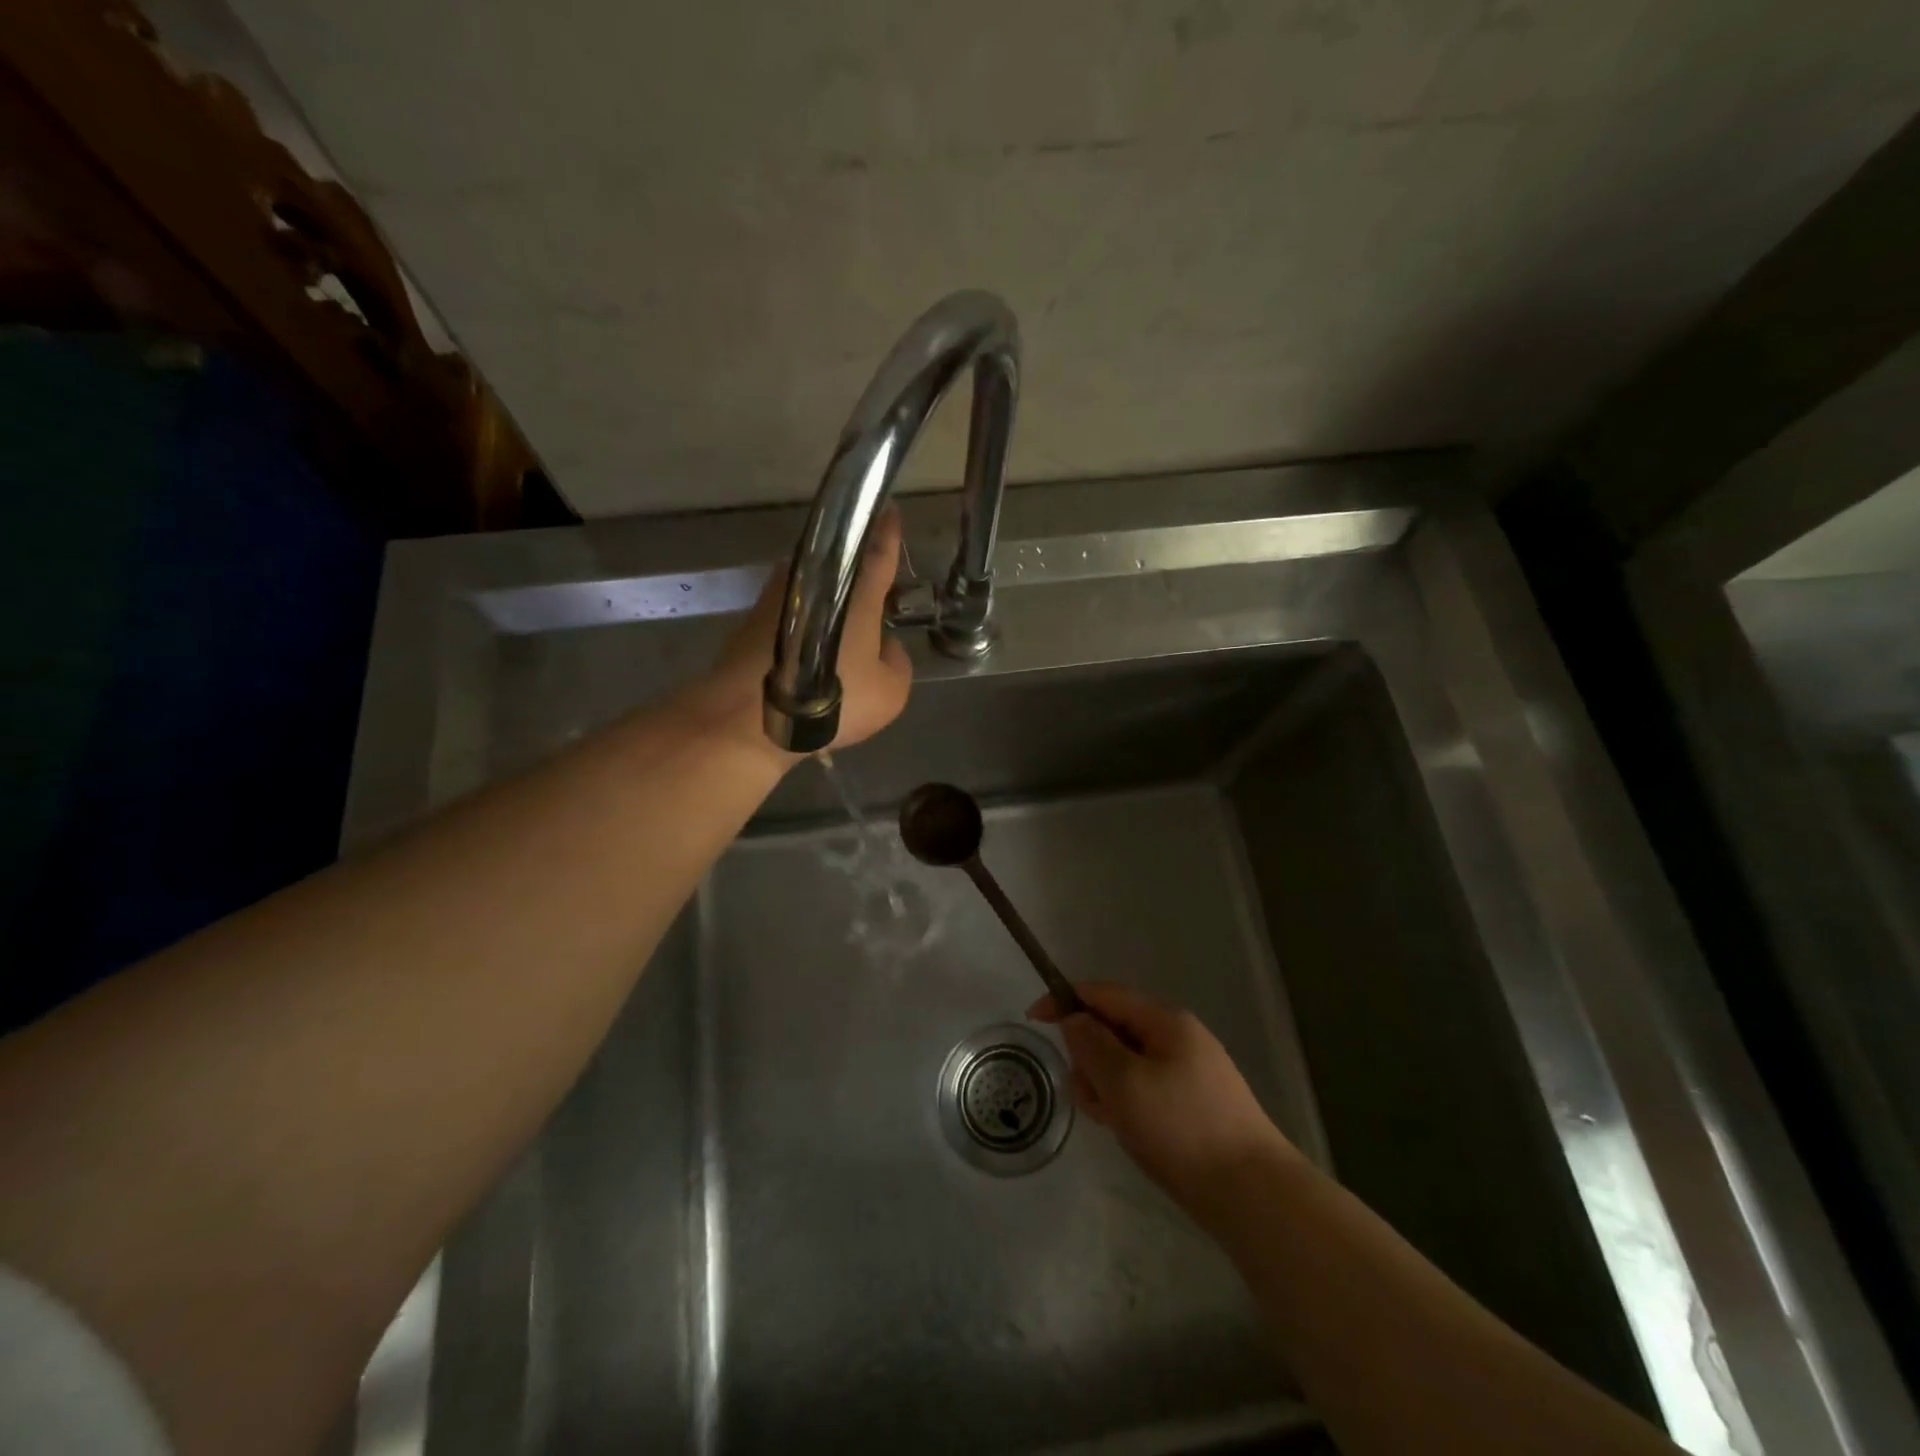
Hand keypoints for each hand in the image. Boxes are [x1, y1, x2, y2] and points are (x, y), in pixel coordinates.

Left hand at [682, 507, 913, 762]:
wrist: (750, 717)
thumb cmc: (831, 700)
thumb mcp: (890, 692)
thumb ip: (897, 662)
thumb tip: (886, 646)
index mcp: (857, 592)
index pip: (879, 551)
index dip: (888, 532)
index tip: (890, 510)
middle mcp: (814, 580)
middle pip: (841, 564)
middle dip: (858, 569)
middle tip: (873, 590)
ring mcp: (778, 595)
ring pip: (814, 585)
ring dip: (828, 597)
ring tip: (841, 627)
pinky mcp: (753, 617)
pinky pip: (792, 609)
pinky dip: (805, 620)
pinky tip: (811, 649)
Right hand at [1029, 982, 1299, 1216]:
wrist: (1252, 1195)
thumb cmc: (1181, 1128)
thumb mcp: (1124, 1081)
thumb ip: (1091, 1044)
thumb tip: (1075, 1019)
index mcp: (1164, 1020)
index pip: (1104, 994)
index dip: (1065, 1000)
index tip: (1032, 1019)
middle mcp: (1177, 1037)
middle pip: (1113, 1029)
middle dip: (1089, 1057)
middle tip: (1090, 1095)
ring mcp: (1187, 1071)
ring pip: (1125, 1063)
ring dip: (1106, 1085)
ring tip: (1113, 1122)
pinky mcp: (1191, 1104)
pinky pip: (1142, 1089)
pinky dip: (1126, 1103)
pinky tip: (1130, 1133)